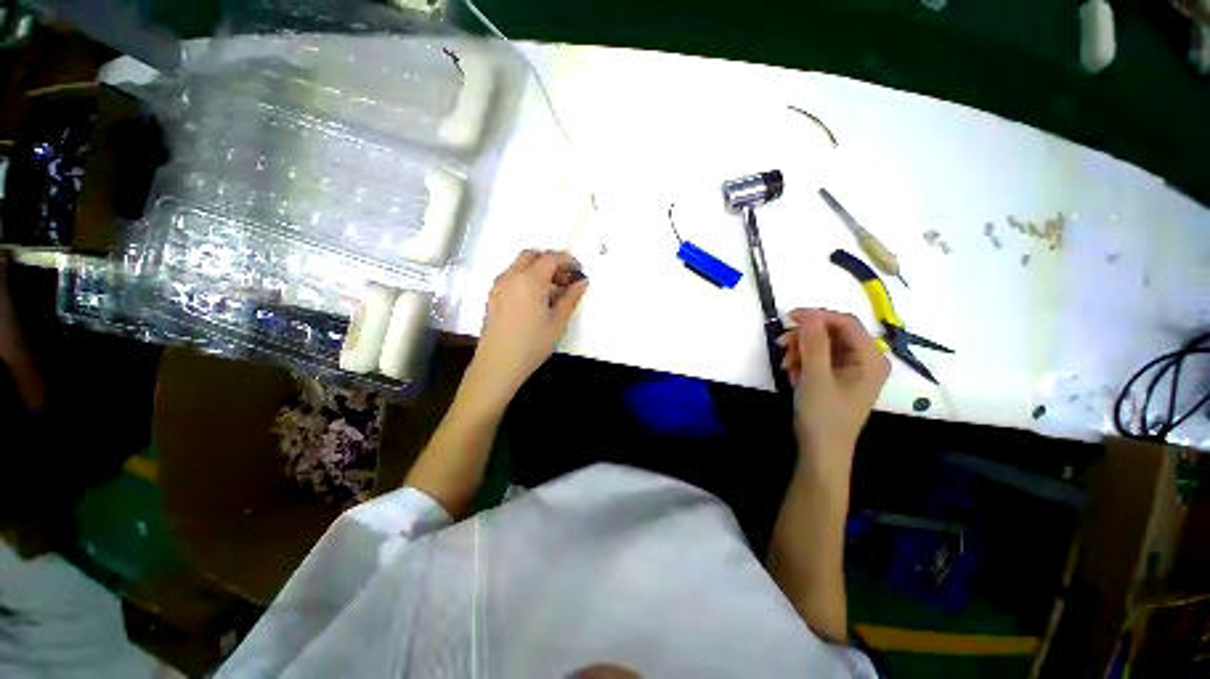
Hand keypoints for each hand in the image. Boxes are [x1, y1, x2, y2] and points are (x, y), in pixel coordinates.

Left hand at [466, 250, 587, 408]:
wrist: (498, 364)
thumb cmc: (532, 344)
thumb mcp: (558, 322)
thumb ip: (571, 298)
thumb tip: (582, 282)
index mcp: (529, 280)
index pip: (550, 258)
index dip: (567, 261)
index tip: (579, 271)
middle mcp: (511, 276)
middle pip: (532, 256)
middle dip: (551, 262)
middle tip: (565, 280)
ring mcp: (499, 285)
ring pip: (520, 265)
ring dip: (538, 270)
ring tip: (552, 292)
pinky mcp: (492, 296)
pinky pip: (511, 276)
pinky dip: (526, 278)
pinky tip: (535, 300)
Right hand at [778, 309, 888, 477]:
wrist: (821, 450)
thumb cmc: (823, 415)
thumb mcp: (816, 377)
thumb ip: (814, 343)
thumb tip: (809, 314)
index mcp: (870, 358)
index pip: (845, 323)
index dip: (817, 316)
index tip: (789, 318)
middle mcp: (866, 359)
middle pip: (833, 332)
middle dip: (805, 337)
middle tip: (781, 345)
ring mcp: (852, 369)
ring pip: (823, 344)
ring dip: (800, 350)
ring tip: (785, 365)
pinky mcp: (839, 377)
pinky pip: (819, 358)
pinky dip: (803, 361)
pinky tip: (792, 373)